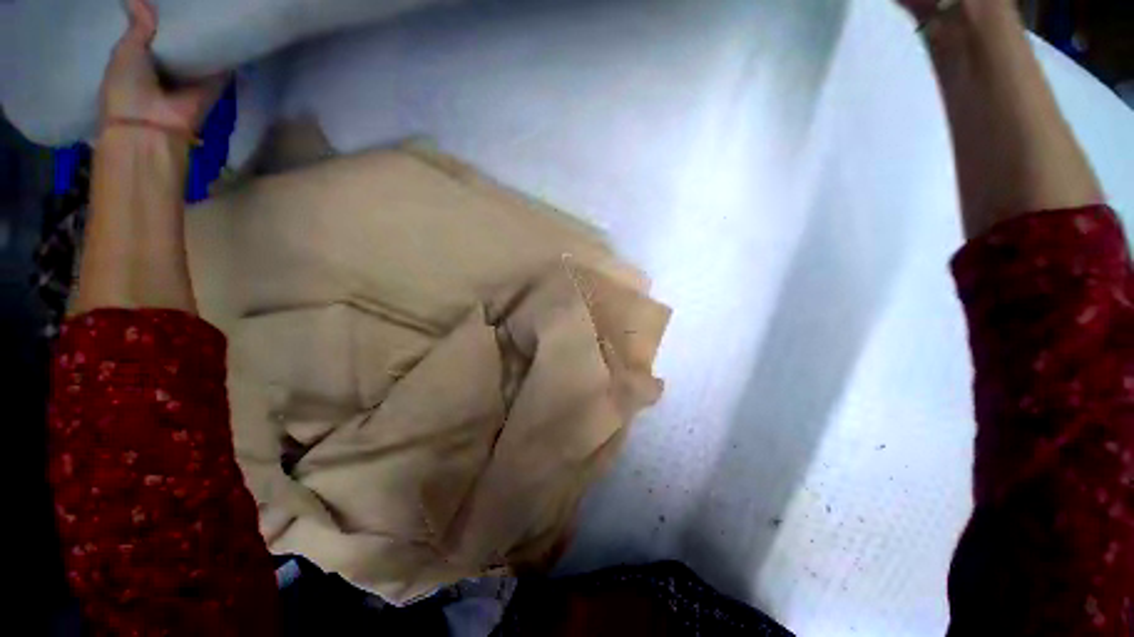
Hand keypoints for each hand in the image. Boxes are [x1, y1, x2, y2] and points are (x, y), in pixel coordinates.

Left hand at [100, 0, 225, 134]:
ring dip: (207, 39)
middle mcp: (166, 70)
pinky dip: (227, 57)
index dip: (159, 18)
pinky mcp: (212, 89)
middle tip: (195, 2)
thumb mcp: (125, 52)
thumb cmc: (126, 89)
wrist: (150, 127)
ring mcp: (190, 80)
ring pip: (201, 54)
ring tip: (214, 11)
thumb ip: (137, 27)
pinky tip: (232, 35)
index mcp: (140, 62)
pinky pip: (220, 70)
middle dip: (185, 25)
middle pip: (179, 43)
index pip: (152, 35)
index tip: (168, 0)